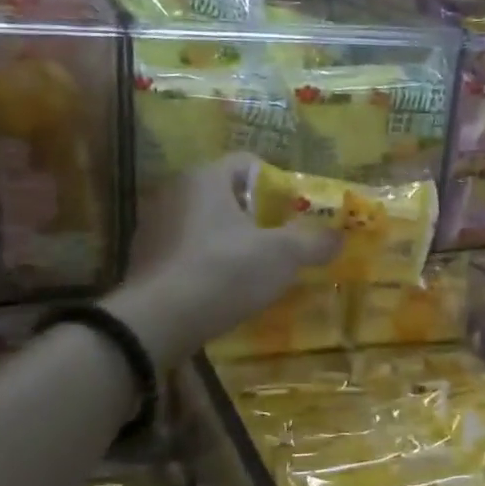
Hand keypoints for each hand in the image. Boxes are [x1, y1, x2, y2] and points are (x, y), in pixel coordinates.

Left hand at [104, 155, 339, 368]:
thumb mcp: (282, 256)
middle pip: (228, 195)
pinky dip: (207, 262)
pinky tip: (223, 288)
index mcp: (206, 177)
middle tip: (282, 242)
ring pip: (206, 224)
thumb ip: (314, 242)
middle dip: (257, 216)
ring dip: (231, 240)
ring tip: (255, 269)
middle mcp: (175, 191)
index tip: (295, 213)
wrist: (157, 322)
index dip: (278, 185)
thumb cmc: (224, 272)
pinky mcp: (145, 259)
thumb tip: (340, 237)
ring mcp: (154, 225)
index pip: (249, 163)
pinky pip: (187, 250)